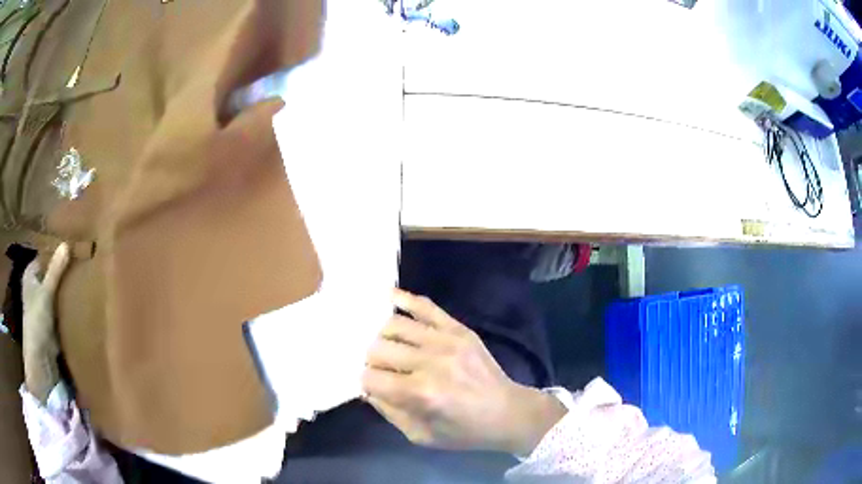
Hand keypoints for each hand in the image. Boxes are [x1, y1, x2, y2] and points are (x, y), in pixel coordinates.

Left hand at [22, 244, 69, 401]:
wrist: (41, 358)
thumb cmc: (37, 320)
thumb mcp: (46, 292)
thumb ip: (55, 270)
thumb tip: (67, 244)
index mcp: (30, 274)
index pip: (44, 256)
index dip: (55, 252)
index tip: (71, 247)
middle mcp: (35, 286)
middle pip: (50, 273)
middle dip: (62, 270)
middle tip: (79, 261)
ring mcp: (43, 304)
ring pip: (56, 290)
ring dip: (65, 287)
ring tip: (82, 277)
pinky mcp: (51, 320)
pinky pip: (59, 305)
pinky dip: (66, 302)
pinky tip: (78, 298)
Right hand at [362, 289, 566, 455]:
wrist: (507, 412)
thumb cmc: (464, 431)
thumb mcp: (421, 435)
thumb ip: (389, 411)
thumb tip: (367, 387)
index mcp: (421, 393)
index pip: (371, 377)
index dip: (365, 382)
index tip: (371, 385)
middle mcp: (430, 362)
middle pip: (378, 349)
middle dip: (371, 360)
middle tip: (379, 368)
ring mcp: (446, 340)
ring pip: (395, 325)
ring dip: (382, 336)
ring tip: (386, 345)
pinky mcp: (459, 329)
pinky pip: (425, 306)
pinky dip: (404, 299)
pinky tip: (388, 296)